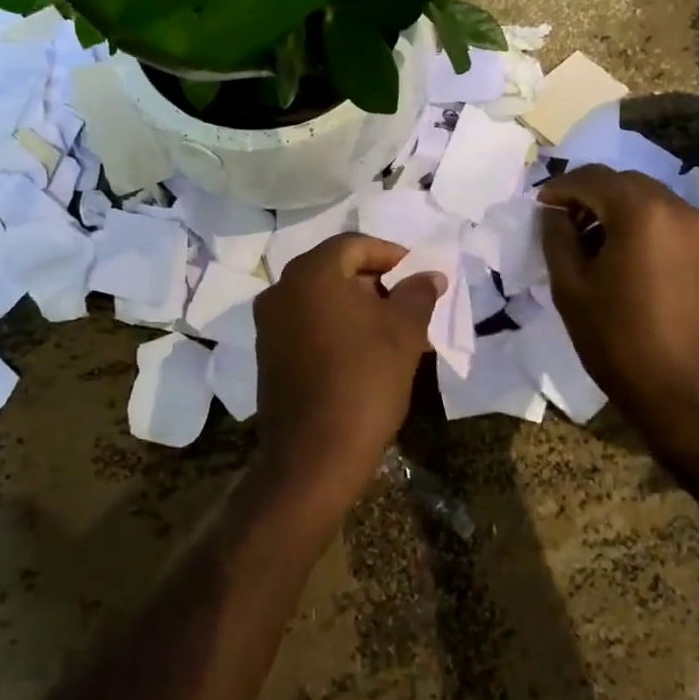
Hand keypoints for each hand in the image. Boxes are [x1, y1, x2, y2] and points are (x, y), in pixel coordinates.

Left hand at [250, 234, 445, 527]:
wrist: (314, 454)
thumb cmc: (365, 380)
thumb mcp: (404, 332)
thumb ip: (418, 293)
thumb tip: (430, 275)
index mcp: (311, 273)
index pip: (354, 245)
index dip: (391, 255)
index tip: (418, 276)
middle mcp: (282, 289)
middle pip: (335, 270)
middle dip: (376, 283)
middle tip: (408, 305)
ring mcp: (269, 323)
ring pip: (322, 300)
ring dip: (358, 308)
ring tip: (393, 332)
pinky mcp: (268, 354)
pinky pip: (308, 325)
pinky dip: (336, 328)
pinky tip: (364, 353)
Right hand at [538, 165, 698, 455]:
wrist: (688, 393)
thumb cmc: (620, 340)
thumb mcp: (571, 288)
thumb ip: (557, 238)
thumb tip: (552, 212)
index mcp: (641, 212)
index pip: (592, 178)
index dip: (559, 188)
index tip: (537, 208)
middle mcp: (676, 207)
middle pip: (622, 182)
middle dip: (586, 194)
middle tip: (558, 222)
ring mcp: (698, 228)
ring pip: (644, 197)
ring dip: (611, 207)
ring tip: (583, 241)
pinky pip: (663, 218)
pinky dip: (635, 222)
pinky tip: (615, 252)